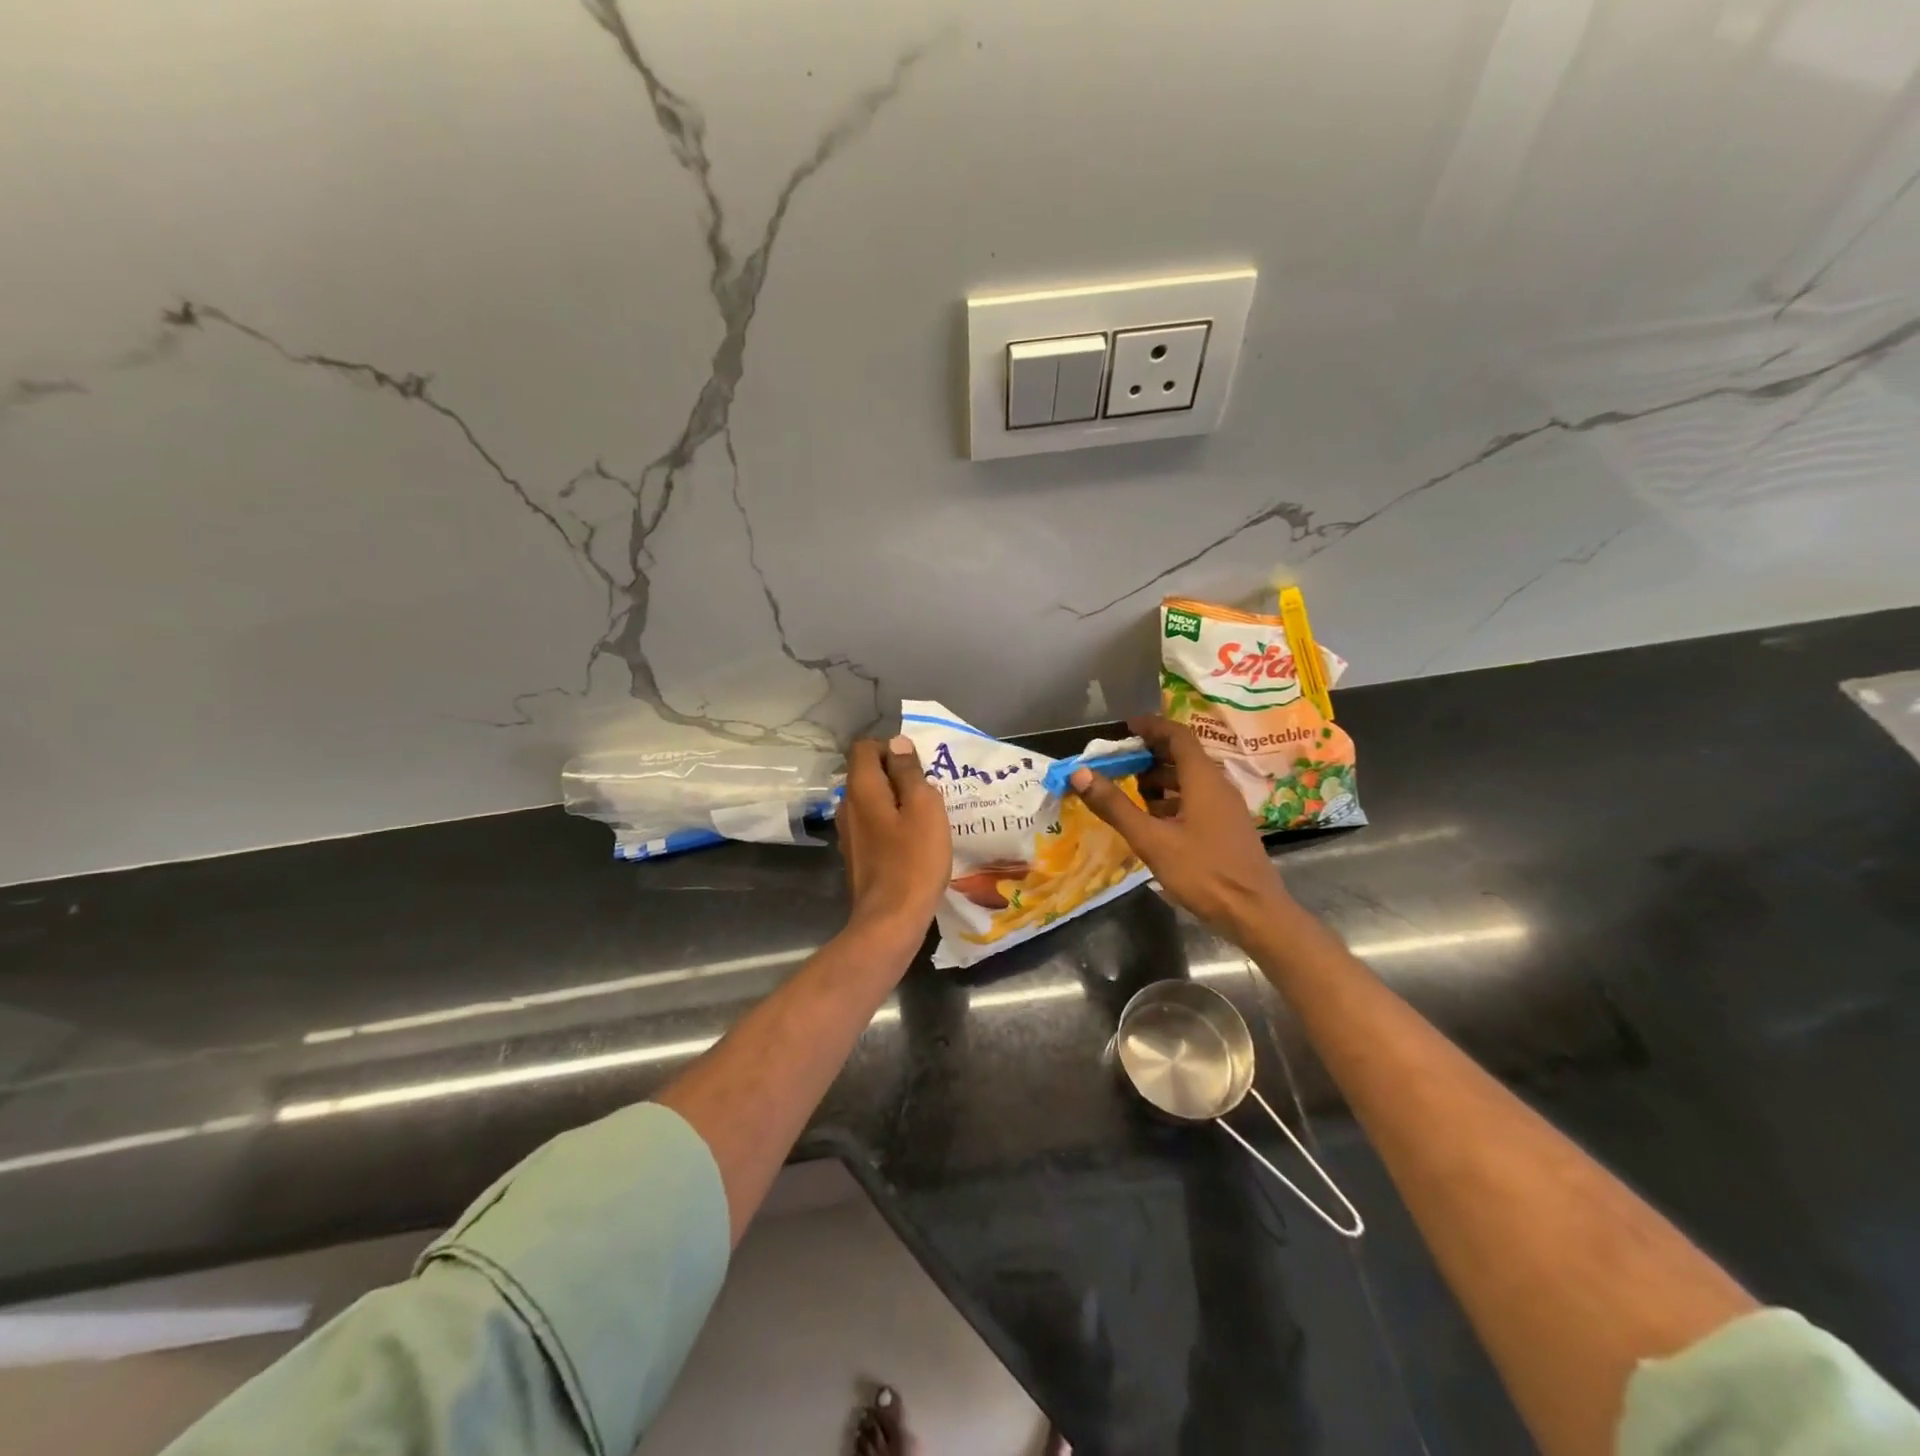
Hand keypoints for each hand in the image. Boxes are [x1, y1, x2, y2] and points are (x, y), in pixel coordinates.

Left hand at [836, 735, 951, 948]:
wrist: (891, 921)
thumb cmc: (913, 860)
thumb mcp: (924, 807)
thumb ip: (909, 772)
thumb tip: (897, 743)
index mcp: (861, 788)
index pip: (865, 747)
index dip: (892, 748)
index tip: (919, 766)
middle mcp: (847, 806)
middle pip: (868, 774)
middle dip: (898, 775)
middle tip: (930, 791)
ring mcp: (849, 833)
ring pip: (873, 801)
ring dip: (897, 802)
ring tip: (927, 816)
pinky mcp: (856, 856)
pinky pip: (874, 826)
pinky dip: (892, 825)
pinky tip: (914, 842)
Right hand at [1070, 716, 1287, 934]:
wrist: (1254, 913)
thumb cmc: (1203, 872)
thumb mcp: (1151, 840)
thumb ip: (1115, 806)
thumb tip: (1079, 773)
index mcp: (1203, 779)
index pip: (1178, 735)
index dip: (1152, 726)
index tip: (1125, 727)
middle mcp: (1218, 785)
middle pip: (1183, 755)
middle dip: (1150, 753)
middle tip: (1119, 760)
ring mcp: (1226, 807)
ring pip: (1190, 779)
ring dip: (1160, 777)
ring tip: (1130, 789)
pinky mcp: (1226, 827)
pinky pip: (1196, 798)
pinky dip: (1172, 798)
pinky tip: (1153, 818)